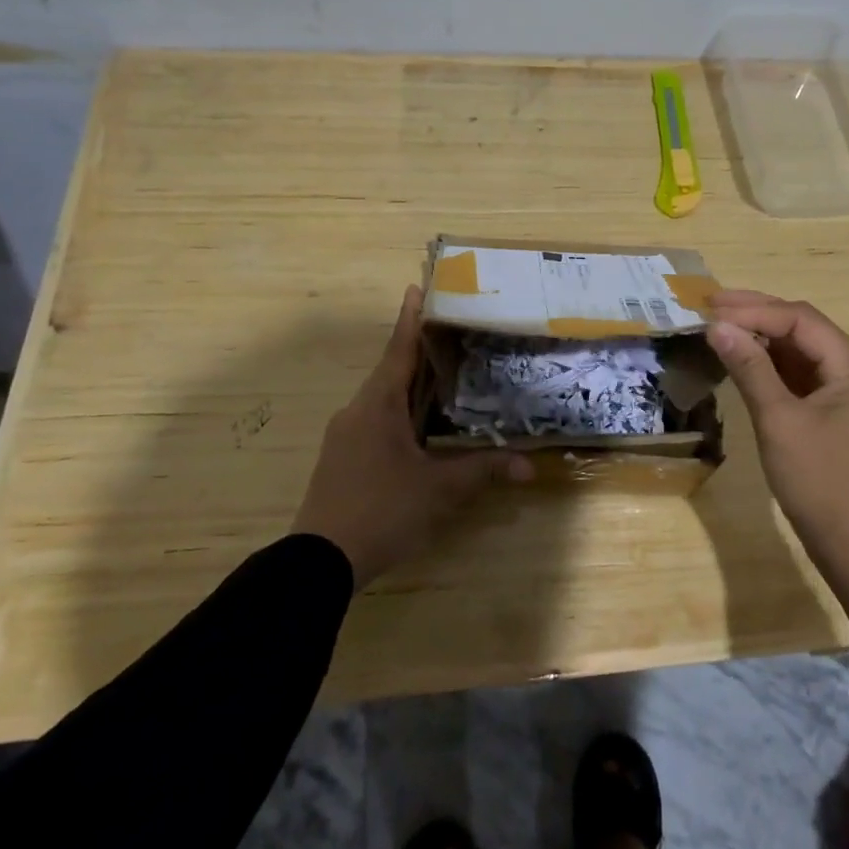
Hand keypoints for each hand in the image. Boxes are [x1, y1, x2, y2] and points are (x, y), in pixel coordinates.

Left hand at [292, 286, 528, 586]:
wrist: (319, 561)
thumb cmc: (382, 510)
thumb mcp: (439, 489)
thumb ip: (483, 471)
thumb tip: (530, 465)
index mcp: (378, 405)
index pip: (399, 350)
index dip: (411, 319)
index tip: (416, 287)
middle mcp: (358, 410)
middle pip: (391, 370)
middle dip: (416, 350)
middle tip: (449, 332)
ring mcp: (345, 435)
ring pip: (381, 397)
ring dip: (408, 383)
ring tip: (441, 375)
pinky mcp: (342, 457)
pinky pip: (374, 419)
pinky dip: (399, 410)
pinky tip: (418, 424)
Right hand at [704, 289, 848, 663]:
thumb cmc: (820, 482)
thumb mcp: (780, 421)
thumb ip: (750, 368)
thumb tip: (717, 327)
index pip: (800, 320)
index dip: (754, 311)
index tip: (711, 311)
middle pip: (802, 328)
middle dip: (756, 314)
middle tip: (709, 303)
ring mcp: (846, 392)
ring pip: (799, 350)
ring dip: (760, 336)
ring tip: (718, 324)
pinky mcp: (833, 413)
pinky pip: (798, 375)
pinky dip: (768, 364)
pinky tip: (740, 357)